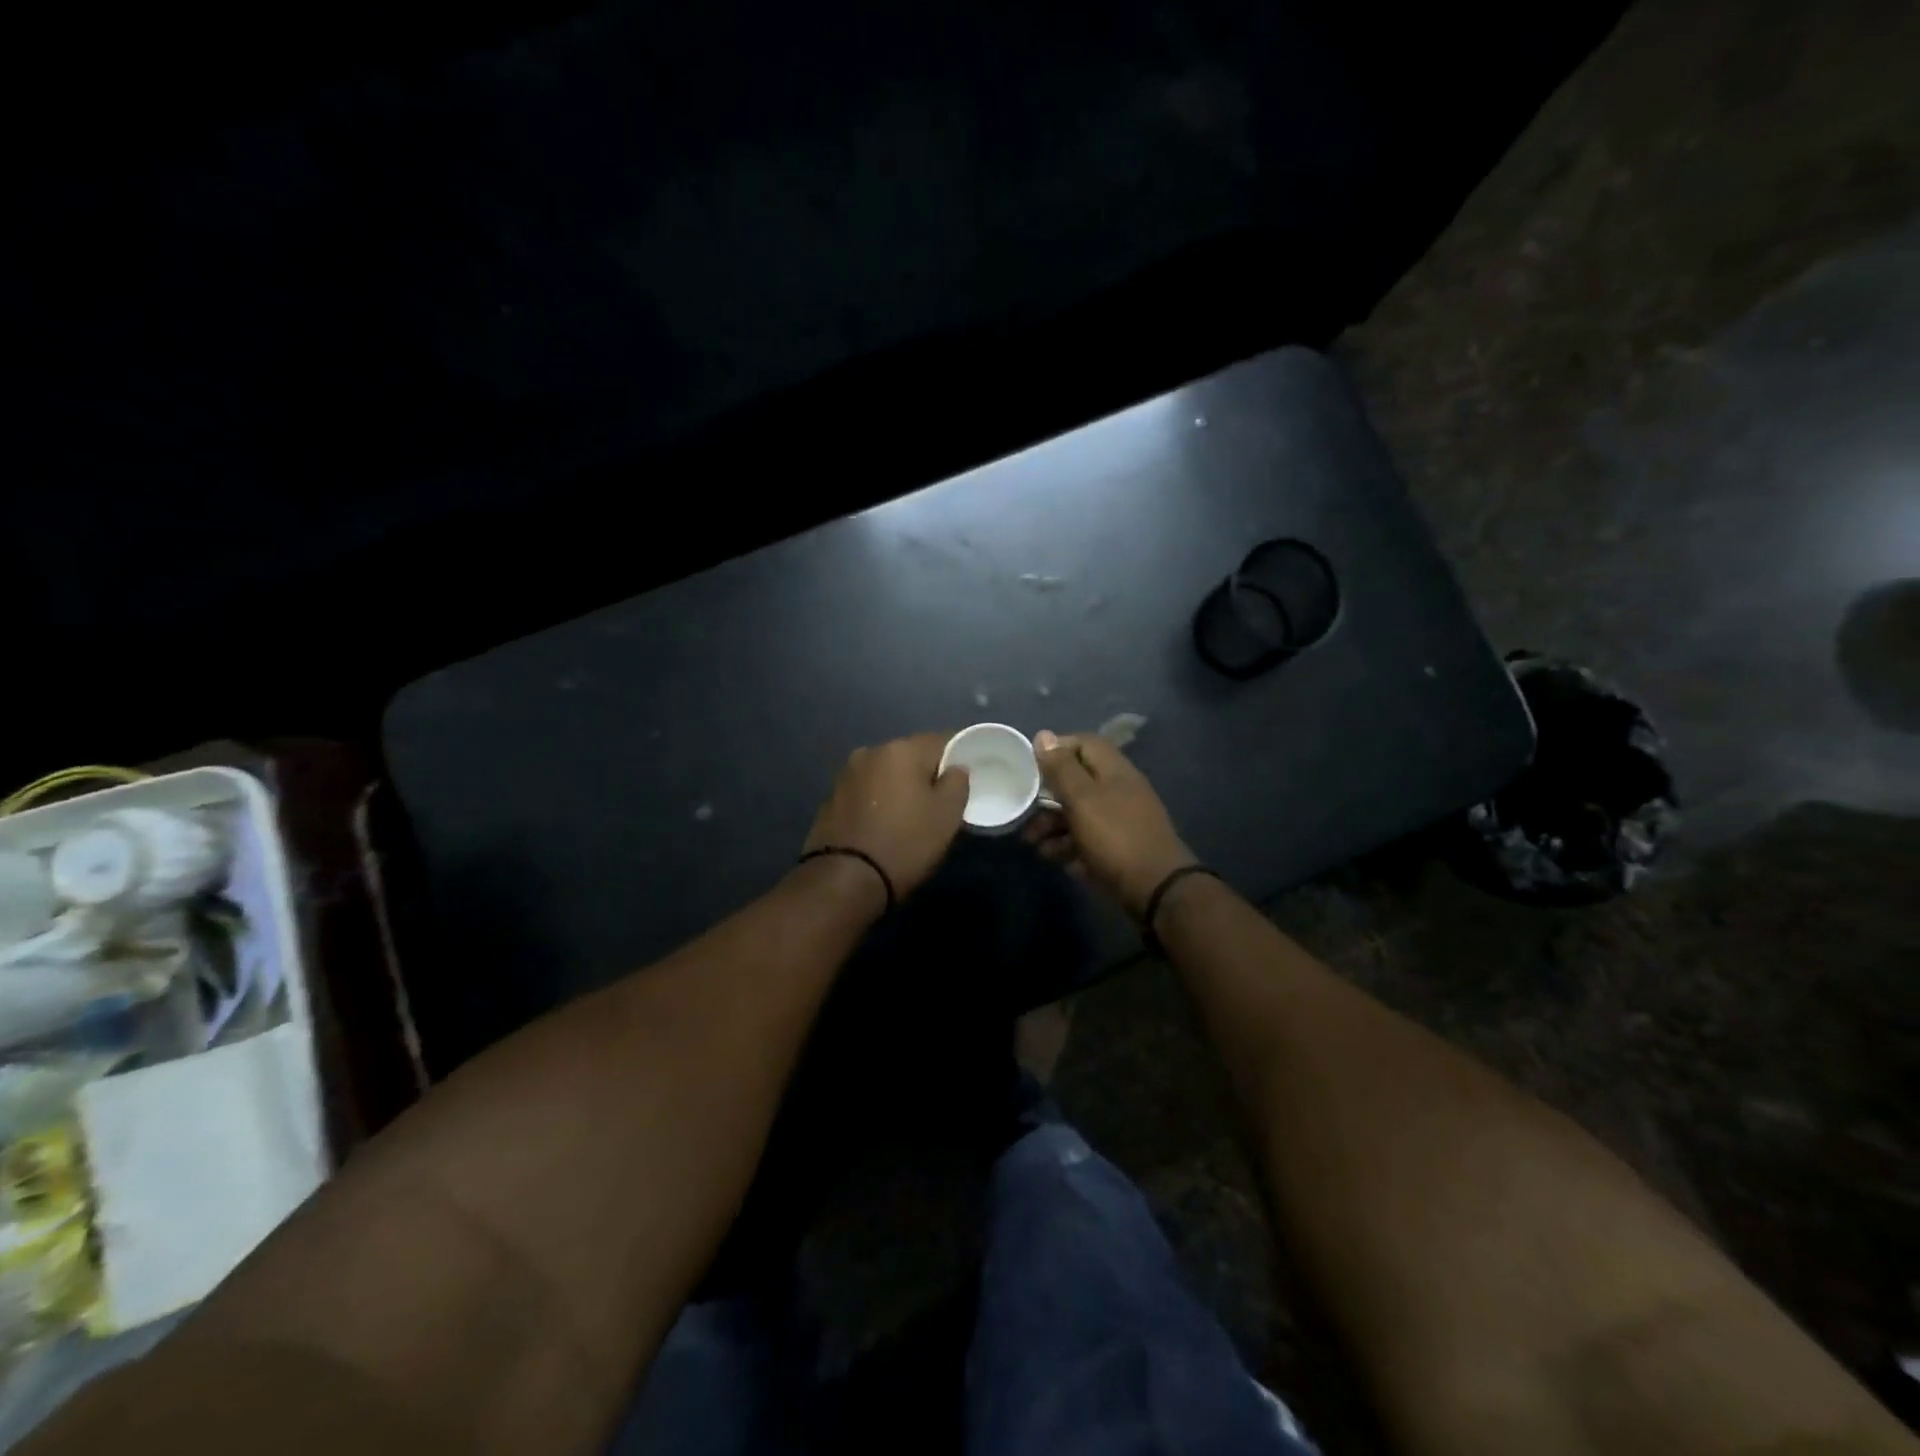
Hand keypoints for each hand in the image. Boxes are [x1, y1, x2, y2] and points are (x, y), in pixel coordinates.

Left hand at [802, 733, 969, 902]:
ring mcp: (846, 775)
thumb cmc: (906, 843)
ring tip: (910, 815)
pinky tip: (883, 825)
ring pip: (885, 774)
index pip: (940, 740)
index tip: (966, 777)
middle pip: (910, 756)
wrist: (845, 880)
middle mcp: (870, 752)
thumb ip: (957, 782)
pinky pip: (865, 792)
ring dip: (899, 787)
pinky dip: (877, 802)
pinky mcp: (831, 799)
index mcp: (901, 750)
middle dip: (926, 773)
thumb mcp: (947, 816)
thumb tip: (954, 769)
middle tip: (940, 800)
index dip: (957, 756)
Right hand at [1024, 730, 1194, 918]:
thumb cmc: (1115, 837)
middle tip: (1026, 813)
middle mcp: (1120, 790)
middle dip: (1048, 797)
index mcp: (1115, 770)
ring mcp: (1122, 821)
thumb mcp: (1082, 798)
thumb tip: (1044, 735)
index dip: (1056, 750)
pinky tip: (1054, 858)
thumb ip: (1061, 768)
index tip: (1031, 767)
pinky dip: (1069, 845)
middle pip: (1078, 782)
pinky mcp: (1120, 848)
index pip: (1084, 743)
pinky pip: (1089, 839)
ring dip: (1053, 825)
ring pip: (1080, 813)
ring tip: (1034, 844)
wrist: (1156, 890)